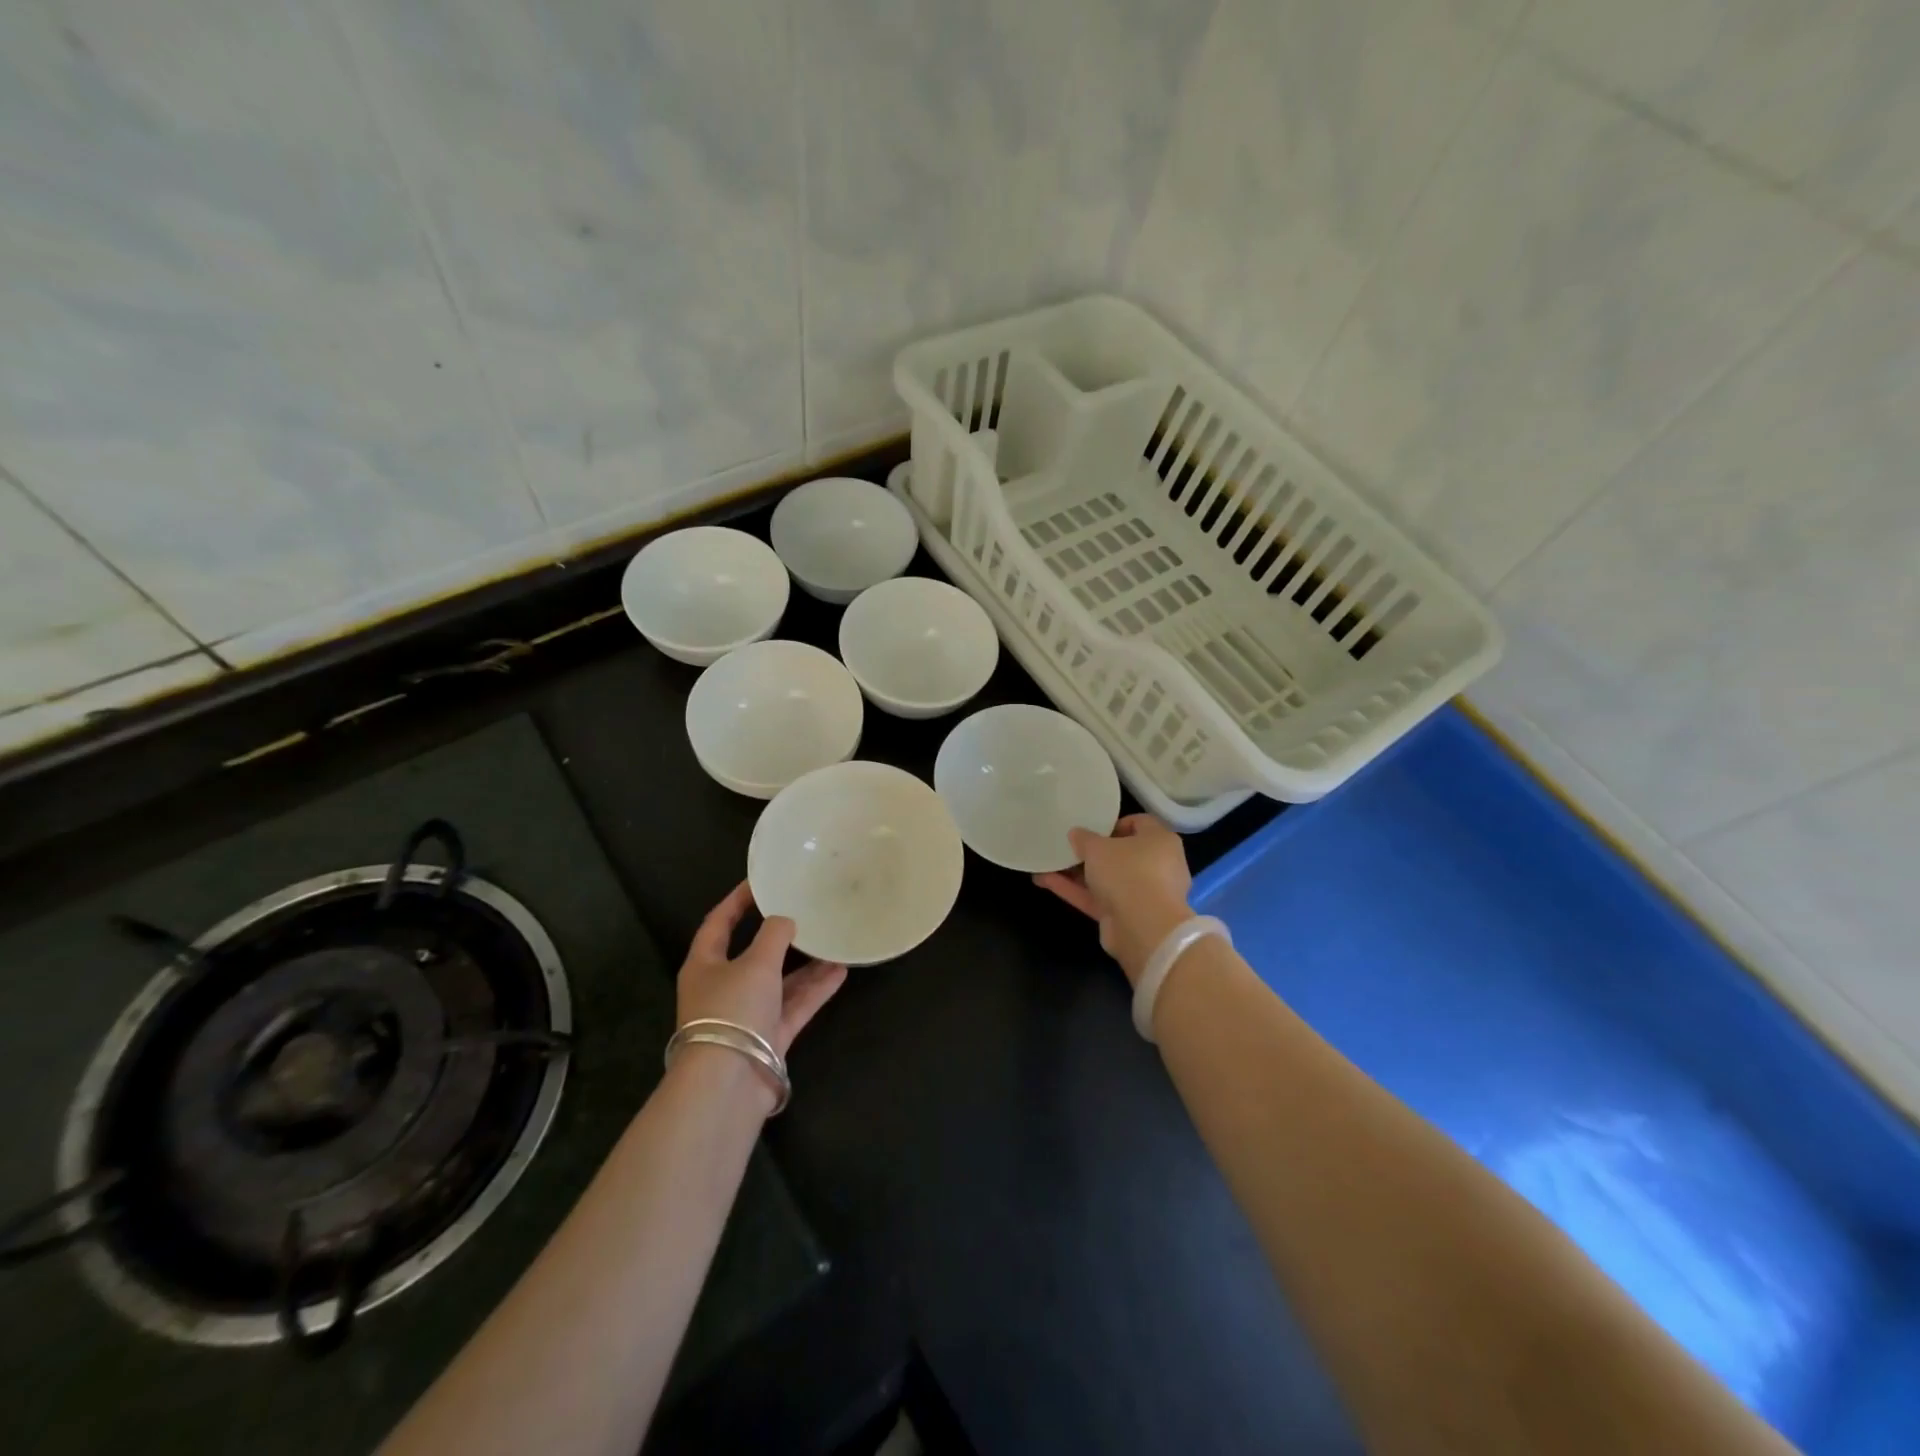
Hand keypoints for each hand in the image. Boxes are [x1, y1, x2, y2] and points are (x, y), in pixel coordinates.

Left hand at [677, 881, 846, 1056]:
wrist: (728, 1083)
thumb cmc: (732, 1010)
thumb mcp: (755, 963)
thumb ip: (774, 935)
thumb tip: (785, 920)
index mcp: (705, 965)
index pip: (718, 923)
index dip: (737, 901)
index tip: (760, 882)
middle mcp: (723, 987)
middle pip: (753, 954)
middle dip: (780, 935)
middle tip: (804, 911)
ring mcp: (747, 1014)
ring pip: (779, 981)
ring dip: (805, 964)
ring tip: (833, 940)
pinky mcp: (769, 1037)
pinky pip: (794, 1005)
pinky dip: (815, 989)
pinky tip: (840, 971)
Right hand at [1034, 814, 1193, 985]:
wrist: (1143, 929)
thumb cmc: (1127, 872)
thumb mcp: (1098, 847)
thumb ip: (1084, 838)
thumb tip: (1076, 834)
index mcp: (1159, 841)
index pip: (1139, 823)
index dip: (1113, 823)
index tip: (1090, 827)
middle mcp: (1156, 865)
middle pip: (1121, 854)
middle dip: (1092, 852)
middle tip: (1067, 846)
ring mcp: (1142, 894)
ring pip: (1106, 878)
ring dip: (1077, 873)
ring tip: (1047, 864)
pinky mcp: (1126, 916)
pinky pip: (1098, 898)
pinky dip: (1075, 890)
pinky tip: (1045, 881)